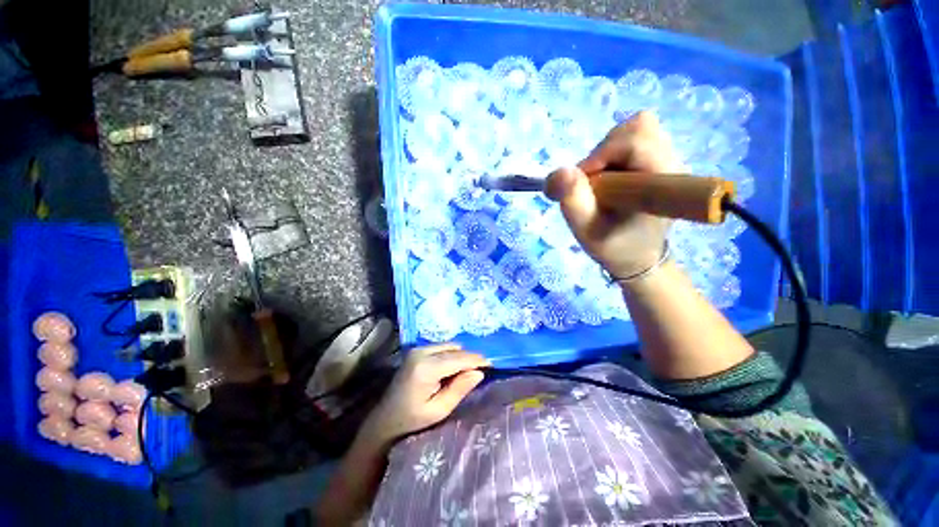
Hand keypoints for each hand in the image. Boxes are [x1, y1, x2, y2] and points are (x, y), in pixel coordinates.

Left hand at [361, 344, 488, 446]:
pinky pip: (442, 347)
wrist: (385, 418)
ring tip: (466, 372)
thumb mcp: (439, 410)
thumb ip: (460, 389)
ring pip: (449, 346)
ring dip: (460, 356)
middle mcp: (421, 352)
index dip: (477, 360)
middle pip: (455, 349)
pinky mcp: (417, 350)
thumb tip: (479, 372)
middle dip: (469, 358)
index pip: (459, 358)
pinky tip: (452, 369)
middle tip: (479, 371)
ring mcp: (418, 349)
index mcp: (426, 368)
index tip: (491, 364)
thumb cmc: (412, 420)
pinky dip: (451, 355)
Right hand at [545, 111, 685, 277]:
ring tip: (602, 183)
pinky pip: (636, 138)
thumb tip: (559, 171)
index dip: (601, 155)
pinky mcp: (661, 159)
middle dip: (604, 152)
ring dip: (608, 152)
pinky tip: (611, 178)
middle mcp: (674, 162)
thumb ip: (573, 200)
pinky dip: (614, 153)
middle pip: (637, 127)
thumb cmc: (613, 246)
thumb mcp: (586, 229)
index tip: (585, 183)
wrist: (638, 256)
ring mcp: (671, 158)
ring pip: (636, 129)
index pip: (636, 140)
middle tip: (593, 183)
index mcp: (662, 181)